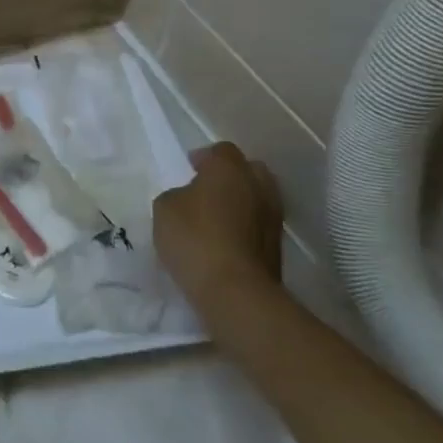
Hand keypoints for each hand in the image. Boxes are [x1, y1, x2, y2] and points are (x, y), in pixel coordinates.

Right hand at [152, 143, 283, 306]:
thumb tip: (190, 198)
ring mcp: (273, 217)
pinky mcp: (278, 247)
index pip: (221, 150)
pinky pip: (259, 225)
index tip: (189, 170)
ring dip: (241, 203)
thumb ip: (178, 194)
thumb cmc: (194, 238)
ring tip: (217, 218)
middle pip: (249, 170)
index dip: (204, 158)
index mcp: (229, 169)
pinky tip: (226, 240)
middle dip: (230, 176)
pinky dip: (247, 227)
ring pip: (258, 198)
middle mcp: (258, 186)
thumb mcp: (164, 208)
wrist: (235, 291)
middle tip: (208, 190)